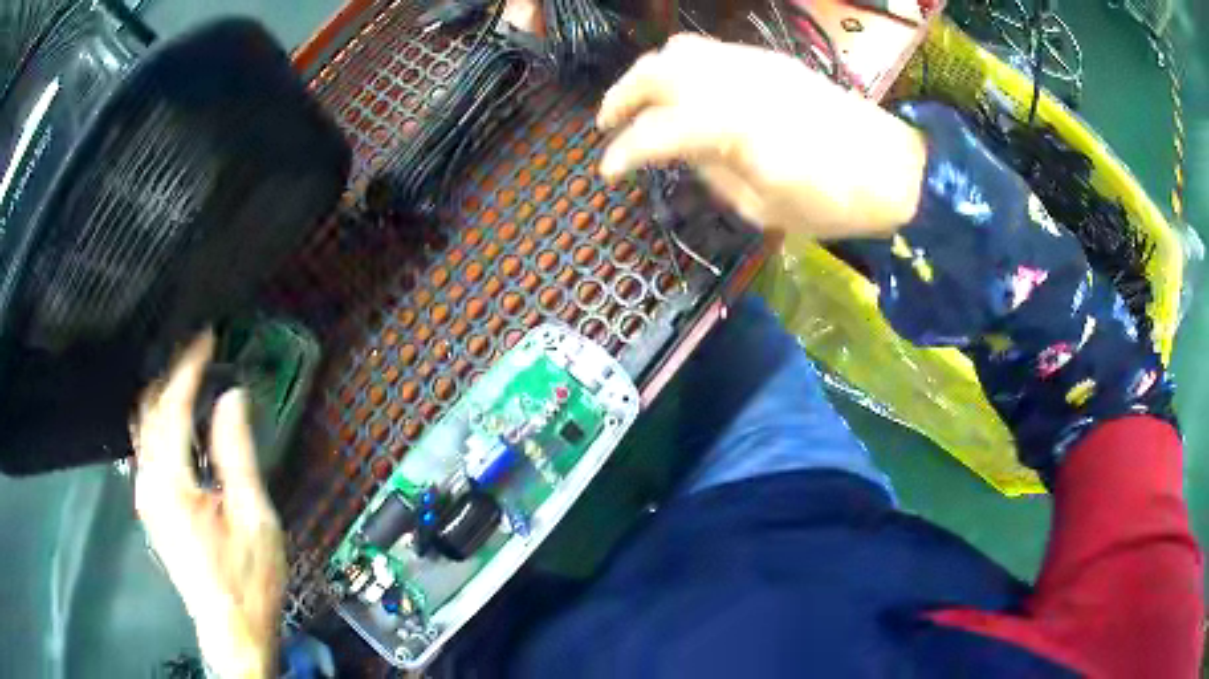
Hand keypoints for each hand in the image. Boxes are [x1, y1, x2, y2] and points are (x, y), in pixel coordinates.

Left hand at [134, 332, 285, 678]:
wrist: (231, 629)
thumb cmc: (248, 579)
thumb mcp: (253, 517)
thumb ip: (237, 454)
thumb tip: (232, 399)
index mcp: (172, 484)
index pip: (172, 407)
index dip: (188, 367)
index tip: (207, 337)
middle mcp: (149, 484)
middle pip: (150, 411)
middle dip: (172, 375)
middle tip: (201, 354)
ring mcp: (146, 497)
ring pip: (145, 429)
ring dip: (165, 397)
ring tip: (191, 379)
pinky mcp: (151, 508)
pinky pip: (148, 449)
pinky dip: (162, 423)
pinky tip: (182, 424)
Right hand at [597, 34, 926, 237]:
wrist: (893, 168)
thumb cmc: (834, 203)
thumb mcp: (765, 209)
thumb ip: (714, 174)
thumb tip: (686, 154)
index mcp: (733, 128)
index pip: (656, 132)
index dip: (623, 153)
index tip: (607, 173)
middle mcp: (735, 83)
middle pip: (656, 72)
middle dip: (621, 96)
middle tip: (607, 124)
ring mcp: (753, 64)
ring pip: (679, 51)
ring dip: (648, 73)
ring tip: (640, 101)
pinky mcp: (769, 60)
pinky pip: (709, 50)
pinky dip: (681, 67)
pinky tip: (683, 90)